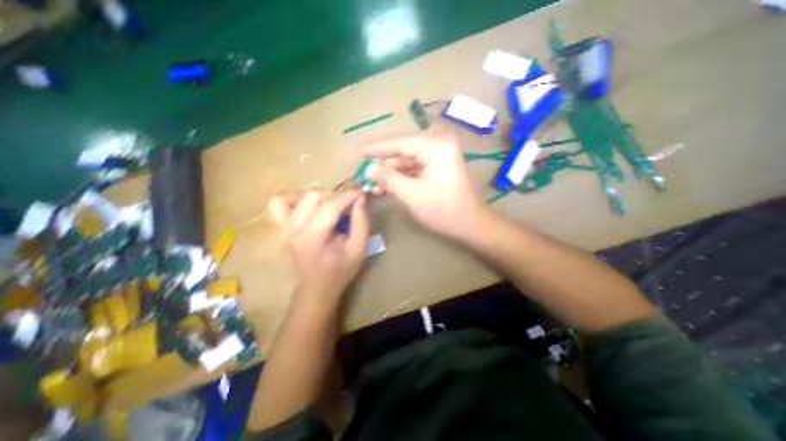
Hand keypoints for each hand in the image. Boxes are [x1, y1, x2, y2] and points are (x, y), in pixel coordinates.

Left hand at [269, 188, 370, 298]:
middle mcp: (294, 228)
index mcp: (313, 236)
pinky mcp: (281, 227)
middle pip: (314, 195)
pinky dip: (294, 199)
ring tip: (331, 207)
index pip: (331, 205)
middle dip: (336, 196)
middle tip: (348, 206)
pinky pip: (278, 203)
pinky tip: (308, 208)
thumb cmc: (340, 270)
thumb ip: (361, 222)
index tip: (362, 192)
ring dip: (319, 196)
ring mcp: (284, 227)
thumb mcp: (359, 248)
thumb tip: (360, 198)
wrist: (317, 288)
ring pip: (298, 195)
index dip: (349, 195)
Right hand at [363, 128, 488, 243]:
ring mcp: (438, 156)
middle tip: (365, 174)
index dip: (378, 148)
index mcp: (436, 146)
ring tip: (373, 186)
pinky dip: (400, 178)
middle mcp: (438, 145)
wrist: (469, 225)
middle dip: (384, 165)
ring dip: (390, 174)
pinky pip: (413, 169)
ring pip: (406, 161)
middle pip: (403, 151)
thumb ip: (389, 179)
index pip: (401, 142)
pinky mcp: (436, 167)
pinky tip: (386, 187)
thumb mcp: (412, 195)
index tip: (360, 151)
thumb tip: (369, 169)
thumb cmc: (443, 210)